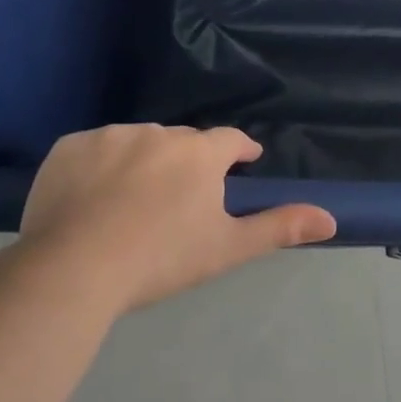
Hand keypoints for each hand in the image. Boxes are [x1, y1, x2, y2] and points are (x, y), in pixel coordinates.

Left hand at [16, 125, 335, 315]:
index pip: (229, 140)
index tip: (243, 162)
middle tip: (180, 199)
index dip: (239, 151)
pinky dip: (99, 166)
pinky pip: (94, 149)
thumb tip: (331, 218)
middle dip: (188, 162)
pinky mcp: (69, 147)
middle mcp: (157, 132)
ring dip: (143, 162)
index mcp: (199, 153)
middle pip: (182, 142)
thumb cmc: (162, 258)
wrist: (75, 268)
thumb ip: (280, 227)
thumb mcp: (227, 248)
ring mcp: (109, 136)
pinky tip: (92, 198)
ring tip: (132, 202)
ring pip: (137, 143)